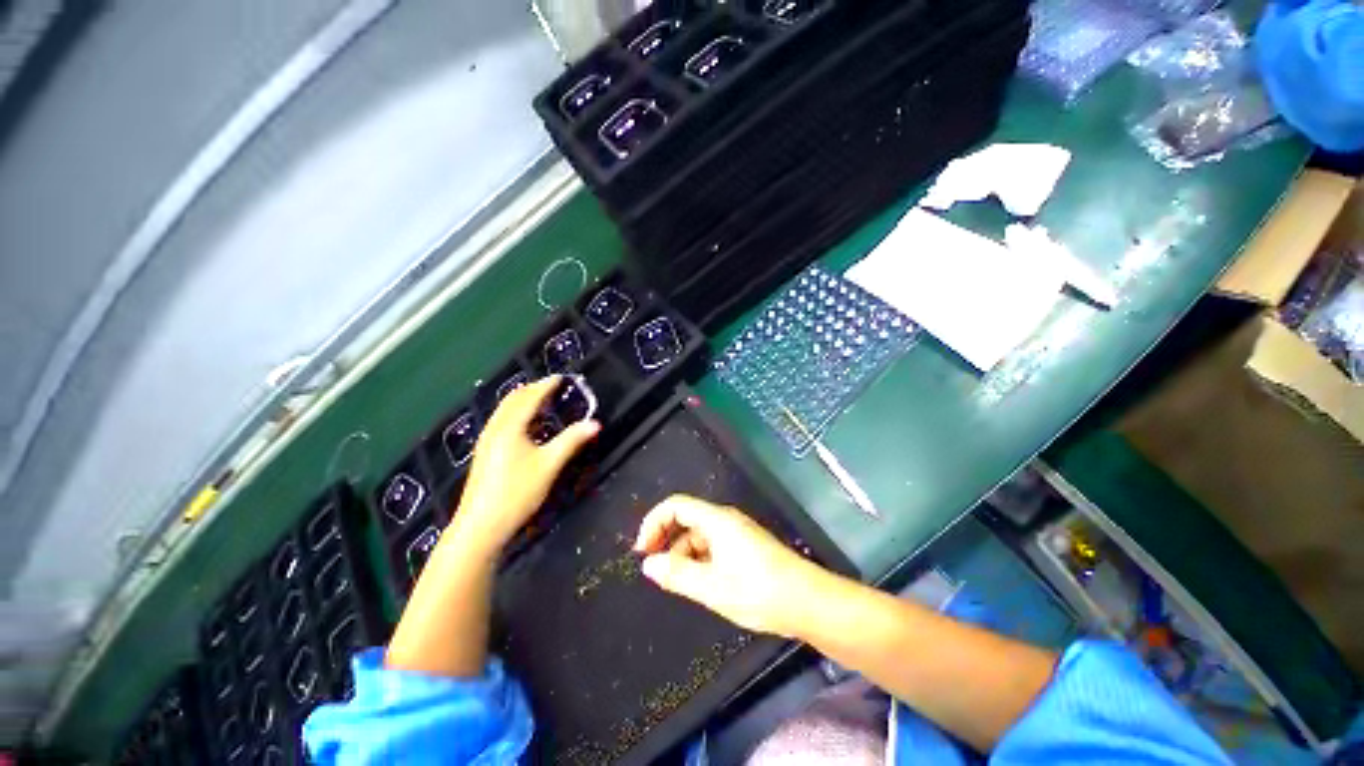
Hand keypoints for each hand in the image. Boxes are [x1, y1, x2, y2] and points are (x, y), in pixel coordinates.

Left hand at [452, 376, 598, 556]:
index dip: (546, 385)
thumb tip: (595, 423)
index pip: (530, 398)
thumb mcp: (549, 465)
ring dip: (522, 401)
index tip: (561, 377)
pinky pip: (501, 422)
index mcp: (510, 427)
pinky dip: (515, 414)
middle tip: (552, 386)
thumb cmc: (517, 492)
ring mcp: (486, 442)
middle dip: (533, 389)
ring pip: (504, 411)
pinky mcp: (484, 454)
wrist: (480, 526)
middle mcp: (495, 429)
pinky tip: (524, 426)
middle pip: (513, 400)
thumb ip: (572, 440)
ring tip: (540, 401)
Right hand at [634, 495, 830, 637]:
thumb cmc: (760, 591)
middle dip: (666, 539)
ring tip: (676, 582)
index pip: (676, 506)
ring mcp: (737, 533)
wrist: (809, 602)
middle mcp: (726, 520)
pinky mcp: (745, 547)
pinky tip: (699, 583)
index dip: (654, 522)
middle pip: (686, 519)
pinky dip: (699, 560)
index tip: (642, 551)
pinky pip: (712, 547)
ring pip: (699, 535)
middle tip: (654, 569)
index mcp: (717, 520)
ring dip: (682, 554)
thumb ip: (677, 575)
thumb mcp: (713, 587)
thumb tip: (648, 565)